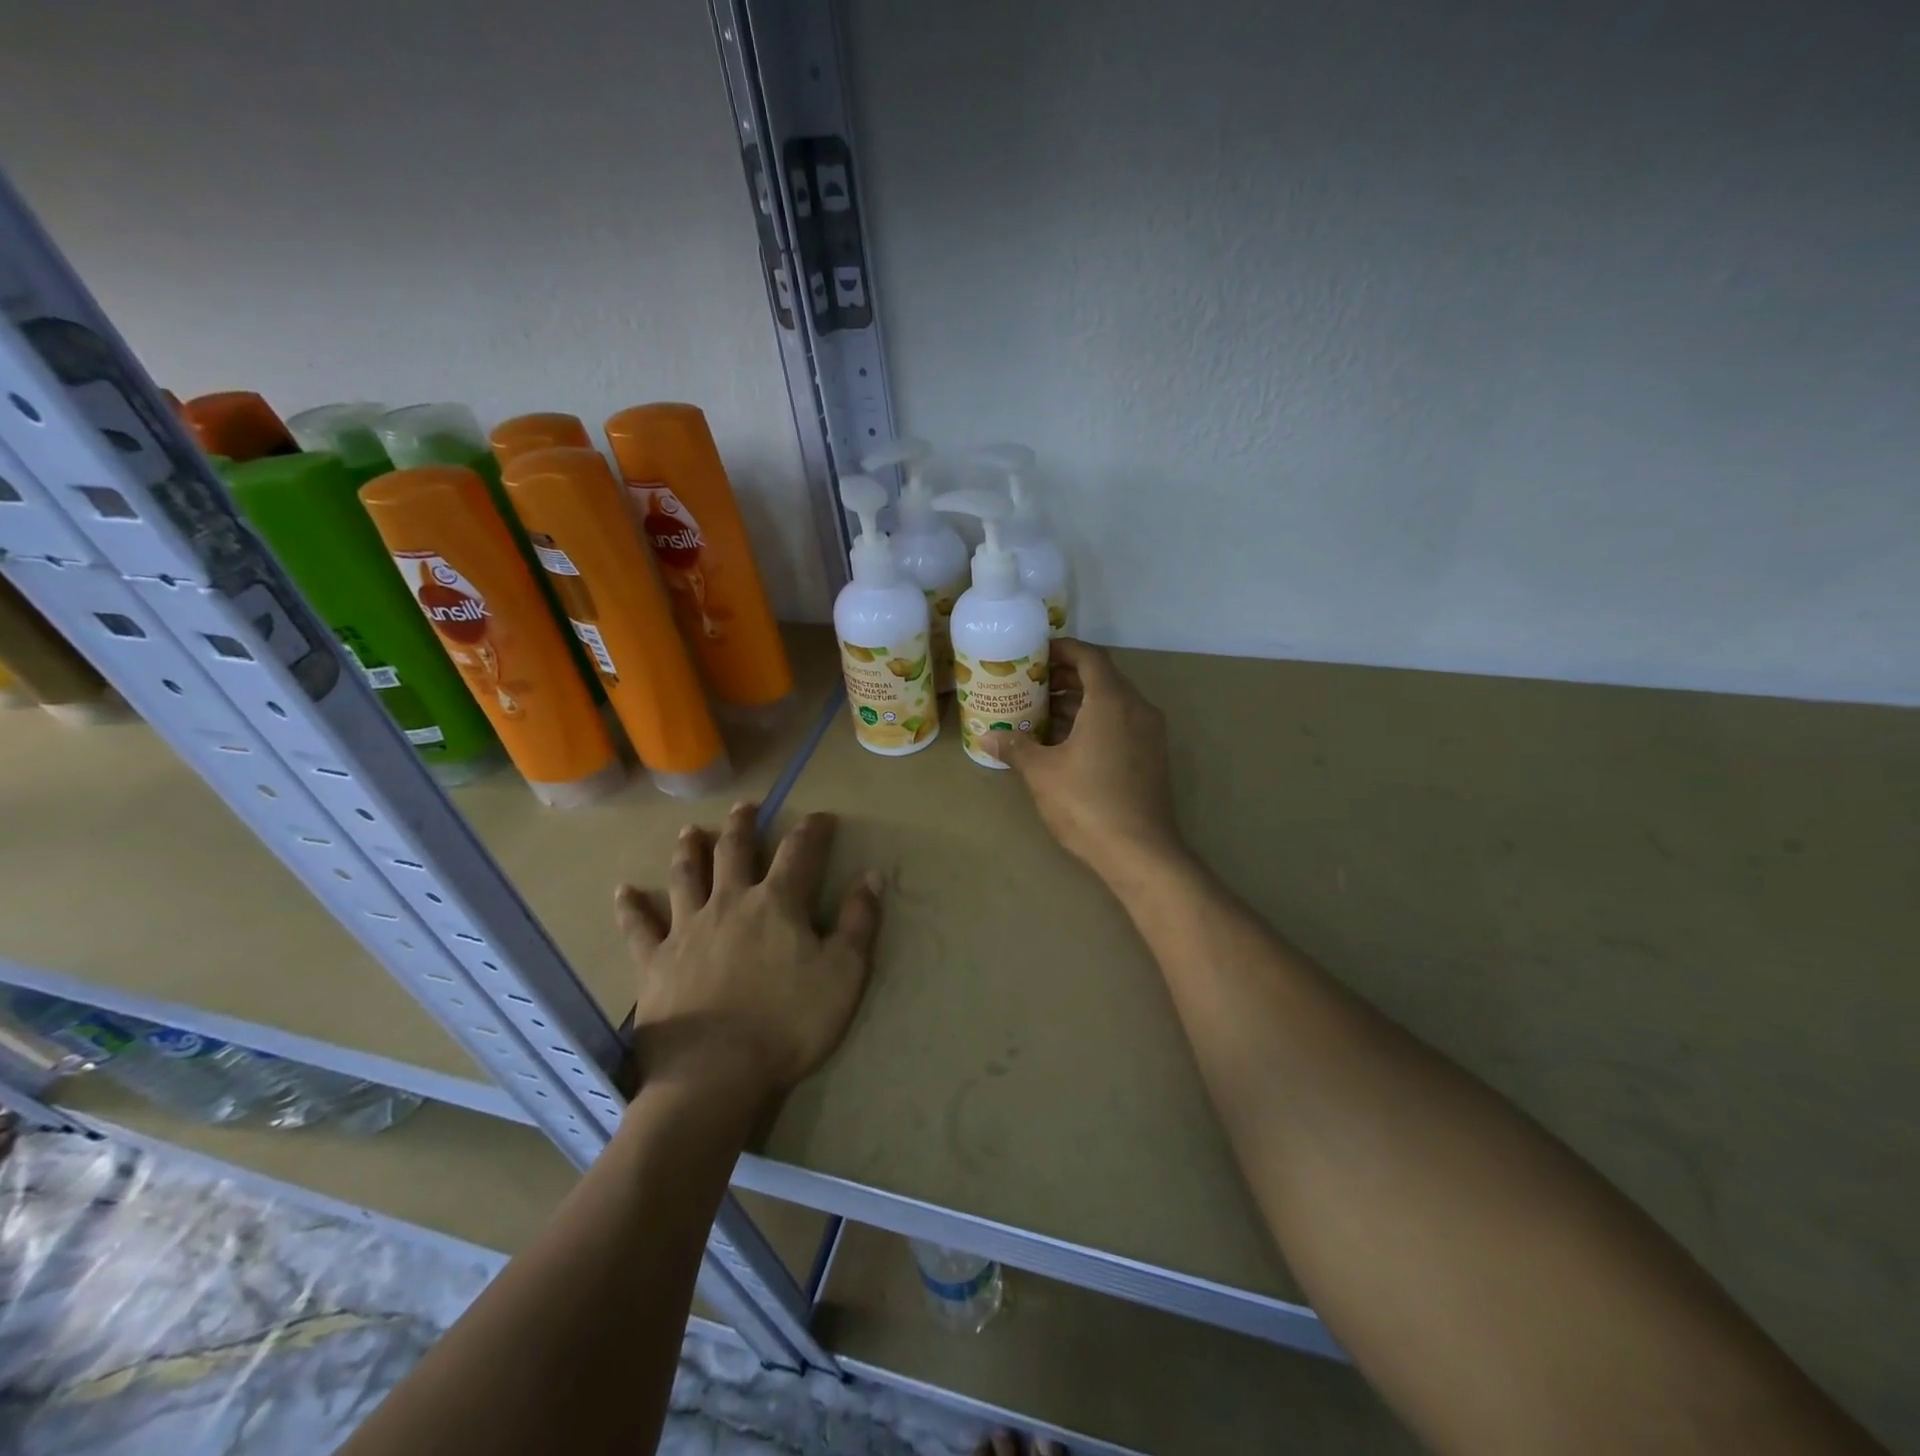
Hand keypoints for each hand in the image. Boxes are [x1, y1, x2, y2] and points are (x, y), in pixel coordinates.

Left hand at [616, 803, 883, 1107]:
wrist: (715, 1074)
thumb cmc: (788, 1024)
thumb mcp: (844, 974)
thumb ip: (859, 923)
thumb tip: (871, 876)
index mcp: (777, 904)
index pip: (799, 852)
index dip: (813, 830)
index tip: (821, 817)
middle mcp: (730, 903)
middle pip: (734, 852)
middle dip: (743, 825)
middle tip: (745, 807)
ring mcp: (687, 929)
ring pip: (686, 876)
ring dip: (690, 850)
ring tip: (689, 831)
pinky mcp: (655, 961)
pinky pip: (639, 927)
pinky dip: (631, 907)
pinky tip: (624, 891)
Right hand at [985, 639, 1185, 881]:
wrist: (1140, 852)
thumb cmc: (1086, 803)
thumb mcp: (1042, 772)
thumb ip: (1016, 746)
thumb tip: (987, 735)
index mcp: (1112, 701)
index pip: (1090, 657)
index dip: (1063, 649)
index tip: (1036, 653)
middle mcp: (1136, 709)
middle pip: (1102, 678)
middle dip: (1066, 677)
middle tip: (1032, 683)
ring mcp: (1149, 734)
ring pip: (1112, 703)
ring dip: (1079, 703)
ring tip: (1041, 712)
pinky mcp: (1151, 757)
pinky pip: (1121, 724)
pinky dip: (1094, 722)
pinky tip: (1065, 742)